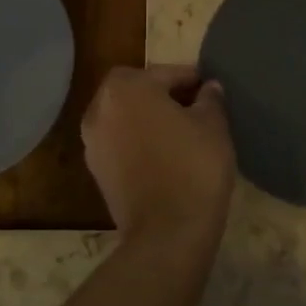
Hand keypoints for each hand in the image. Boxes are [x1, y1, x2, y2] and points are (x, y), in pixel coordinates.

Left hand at [81, 65, 234, 243]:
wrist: (167, 232)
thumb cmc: (193, 167)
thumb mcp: (213, 125)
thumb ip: (210, 99)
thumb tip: (208, 88)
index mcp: (126, 87)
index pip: (165, 73)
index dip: (191, 79)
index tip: (210, 90)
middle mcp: (100, 108)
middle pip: (138, 91)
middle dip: (164, 95)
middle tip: (196, 108)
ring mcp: (93, 141)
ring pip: (126, 117)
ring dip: (149, 119)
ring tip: (181, 132)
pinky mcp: (96, 171)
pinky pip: (120, 143)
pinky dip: (139, 142)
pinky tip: (165, 155)